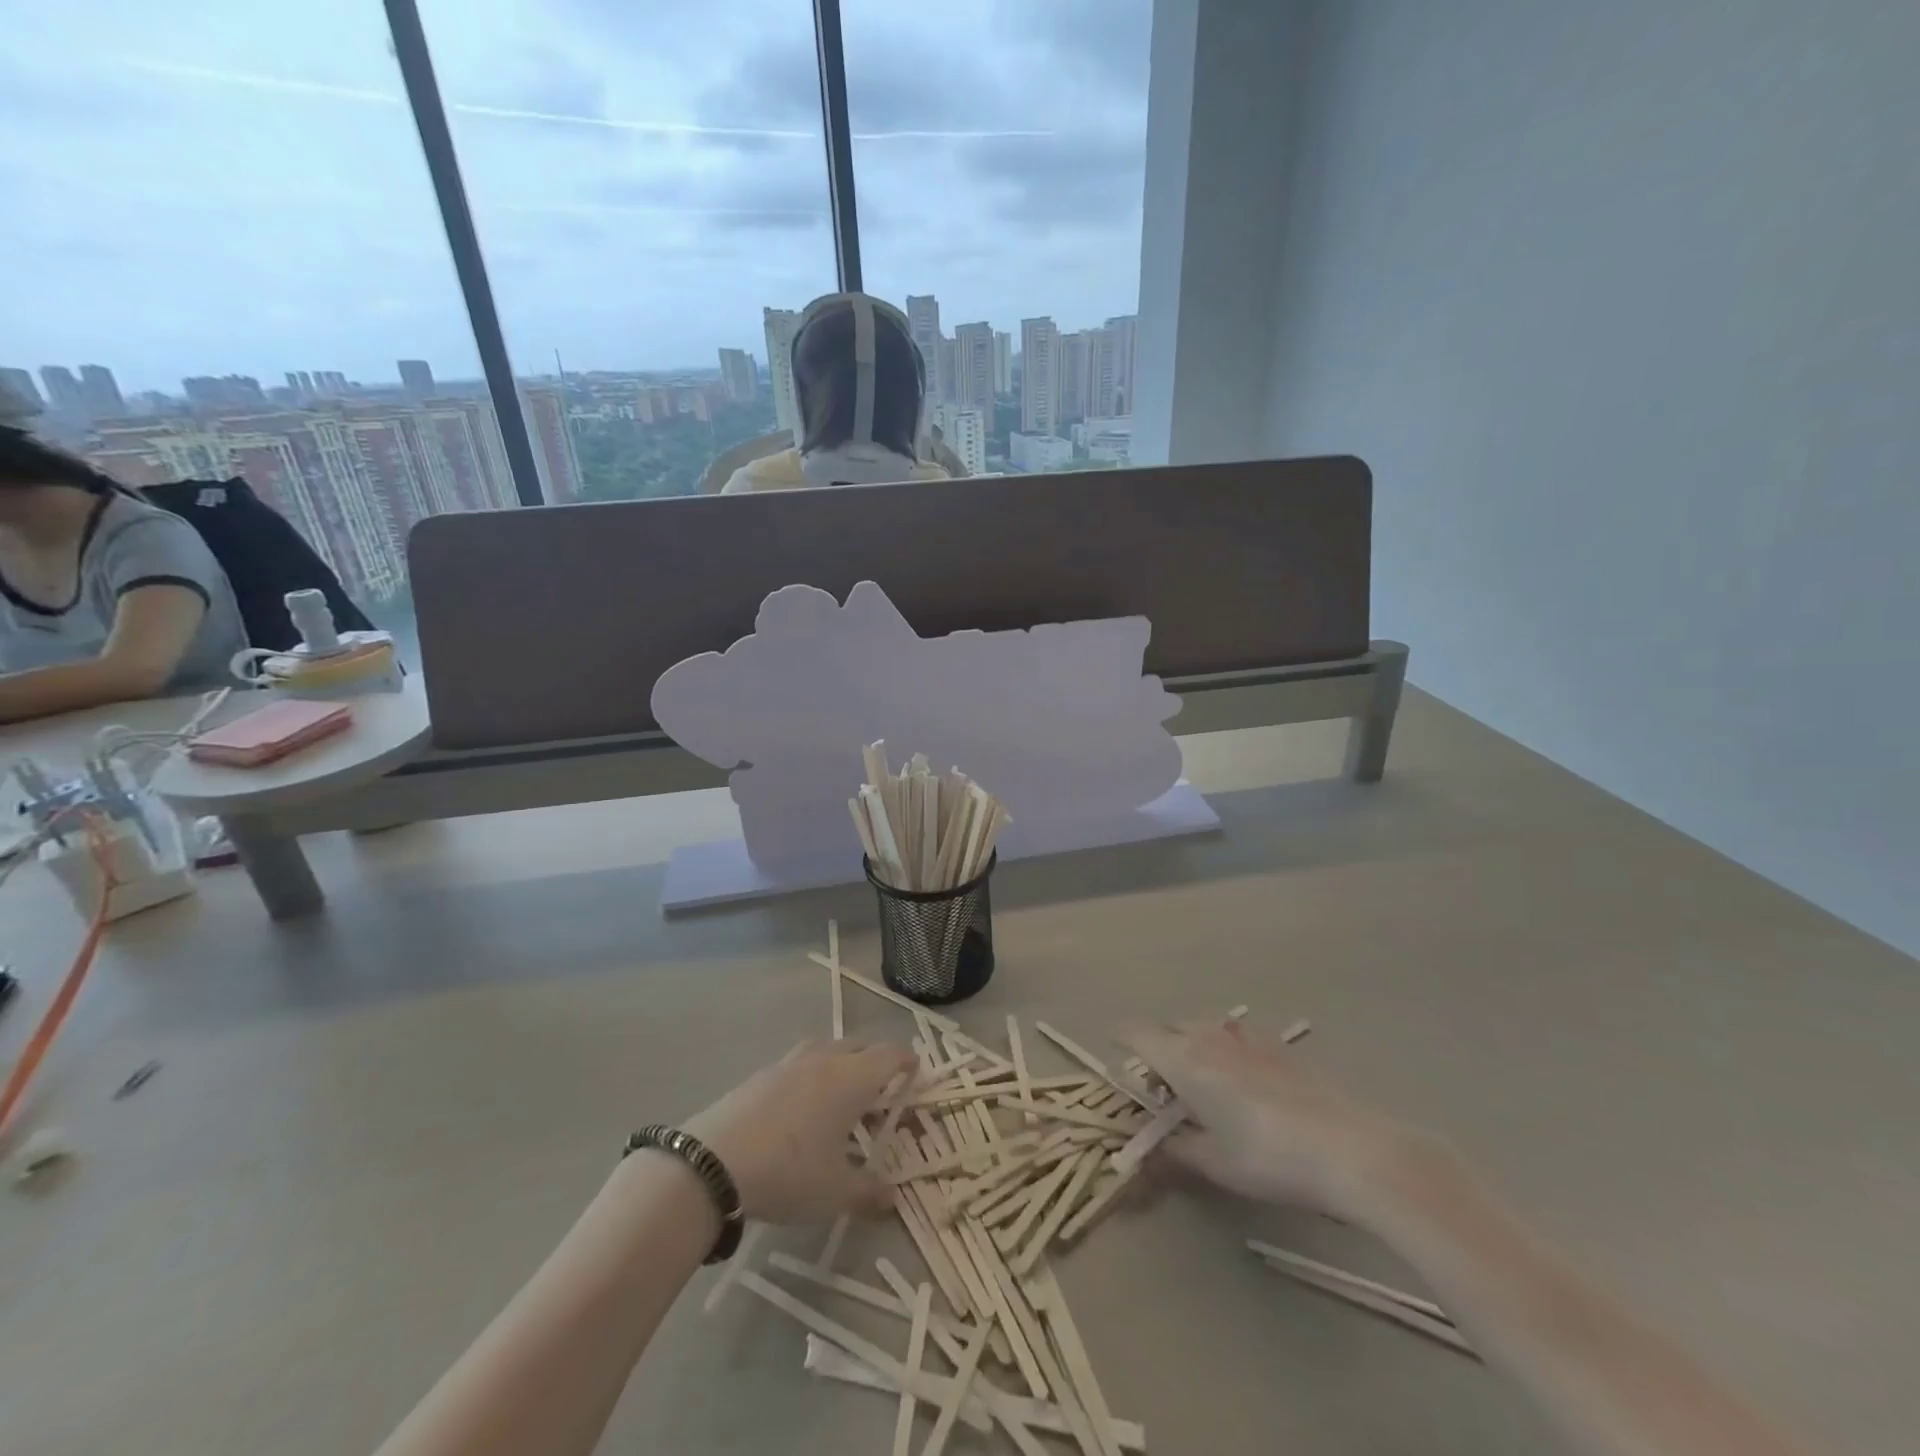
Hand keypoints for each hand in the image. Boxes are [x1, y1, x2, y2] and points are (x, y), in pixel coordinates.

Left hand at [684, 1040, 915, 1223]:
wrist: (713, 1164)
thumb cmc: (789, 1172)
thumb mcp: (835, 1192)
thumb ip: (868, 1192)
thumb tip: (892, 1198)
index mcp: (852, 1078)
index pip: (890, 1056)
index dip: (907, 1062)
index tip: (916, 1072)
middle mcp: (825, 1060)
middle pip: (860, 1046)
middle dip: (875, 1063)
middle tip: (881, 1091)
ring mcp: (789, 1063)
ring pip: (827, 1051)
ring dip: (841, 1065)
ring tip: (841, 1097)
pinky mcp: (761, 1074)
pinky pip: (798, 1065)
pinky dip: (810, 1076)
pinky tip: (800, 1109)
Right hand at [1121, 1021, 1415, 1218]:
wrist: (1349, 1149)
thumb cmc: (1268, 1157)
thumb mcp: (1214, 1164)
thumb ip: (1174, 1152)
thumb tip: (1147, 1153)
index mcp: (1182, 1058)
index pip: (1134, 1032)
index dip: (1120, 1043)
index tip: (1120, 1066)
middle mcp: (1208, 1035)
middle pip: (1167, 1029)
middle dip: (1157, 1053)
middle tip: (1164, 1096)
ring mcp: (1246, 1037)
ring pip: (1202, 1029)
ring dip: (1192, 1050)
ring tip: (1204, 1091)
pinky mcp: (1278, 1047)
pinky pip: (1235, 1038)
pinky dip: (1226, 1053)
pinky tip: (1246, 1088)